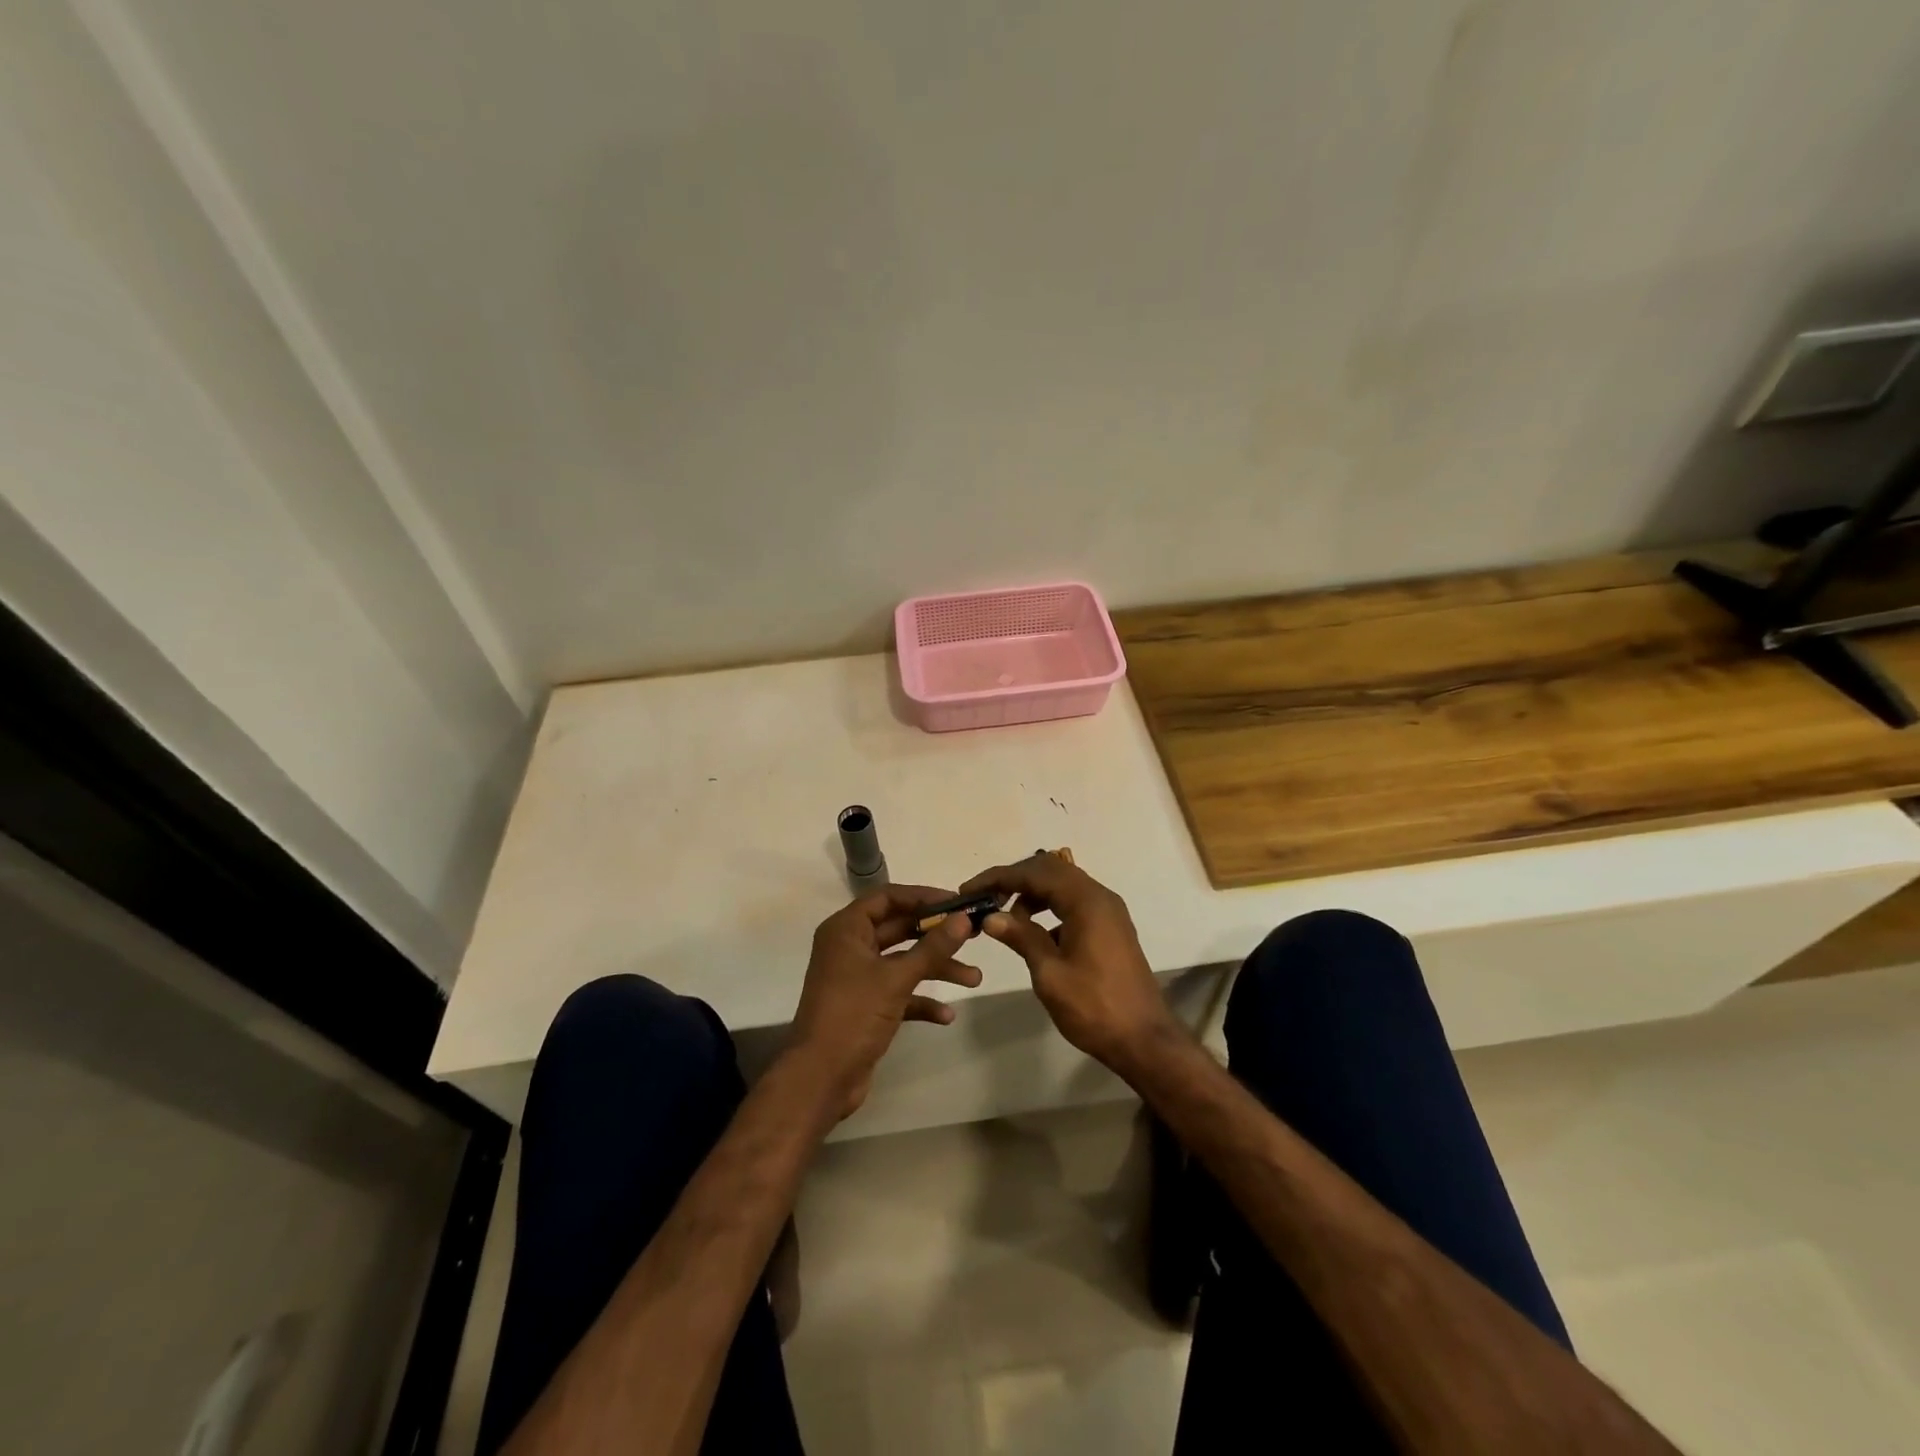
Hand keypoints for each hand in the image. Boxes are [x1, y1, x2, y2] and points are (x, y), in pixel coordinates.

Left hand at [786, 885, 982, 1119]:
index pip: (887, 898)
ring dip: (936, 968)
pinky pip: (899, 992)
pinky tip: (947, 1015)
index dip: (923, 896)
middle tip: (973, 934)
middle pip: (898, 929)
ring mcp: (857, 978)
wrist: (821, 1078)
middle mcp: (850, 947)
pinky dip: (921, 1000)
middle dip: (936, 935)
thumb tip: (964, 918)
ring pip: (903, 962)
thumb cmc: (853, 1015)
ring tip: (974, 978)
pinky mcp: (865, 1006)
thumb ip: (932, 947)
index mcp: (846, 930)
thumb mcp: (896, 978)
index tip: (957, 903)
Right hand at [960, 855, 1182, 1076]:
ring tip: (1006, 919)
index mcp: (1086, 901)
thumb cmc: (1094, 1007)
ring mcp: (1108, 912)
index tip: (970, 889)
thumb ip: (1021, 937)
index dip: (999, 877)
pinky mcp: (1110, 928)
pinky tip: (1034, 934)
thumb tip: (991, 917)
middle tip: (984, 898)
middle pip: (1050, 871)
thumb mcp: (1050, 973)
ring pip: (1063, 886)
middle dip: (1014, 880)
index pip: (1035, 872)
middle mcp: (1100, 897)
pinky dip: (1049, 908)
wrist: (1144, 1040)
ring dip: (1032, 894)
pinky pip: (1074, 903)